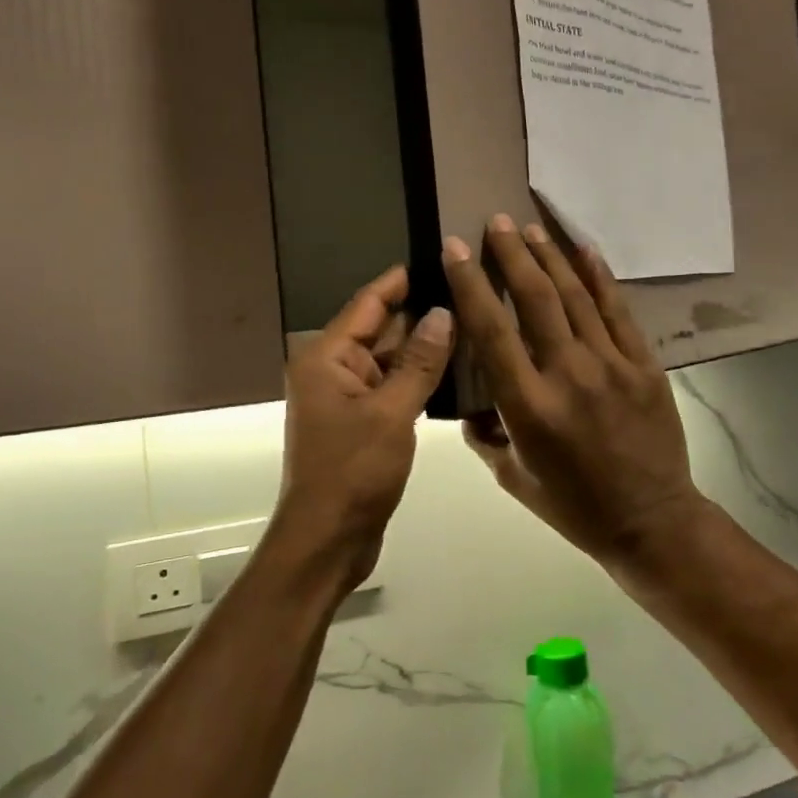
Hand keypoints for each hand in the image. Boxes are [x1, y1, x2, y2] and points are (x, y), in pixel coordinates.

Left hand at [275, 265, 454, 586]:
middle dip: (420, 314)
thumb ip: (419, 362)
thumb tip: (443, 312)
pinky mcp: (362, 423)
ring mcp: (347, 398)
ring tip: (471, 323)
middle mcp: (332, 370)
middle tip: (468, 291)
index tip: (437, 258)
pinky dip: (418, 379)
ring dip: (423, 348)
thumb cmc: (353, 472)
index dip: (401, 281)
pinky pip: (392, 387)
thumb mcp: (391, 413)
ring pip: (390, 361)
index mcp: (326, 358)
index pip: (368, 304)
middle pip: (380, 330)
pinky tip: (455, 369)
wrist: (328, 540)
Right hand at [443, 216, 705, 561]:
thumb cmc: (574, 506)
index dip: (470, 284)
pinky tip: (585, 250)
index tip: (454, 248)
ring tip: (530, 228)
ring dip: (550, 257)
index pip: (491, 331)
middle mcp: (569, 375)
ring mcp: (612, 366)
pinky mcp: (645, 365)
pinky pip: (619, 311)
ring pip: (576, 297)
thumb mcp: (513, 478)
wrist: (652, 522)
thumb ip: (486, 435)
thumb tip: (473, 402)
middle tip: (496, 222)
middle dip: (511, 255)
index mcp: (529, 406)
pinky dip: (600, 277)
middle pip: (535, 299)